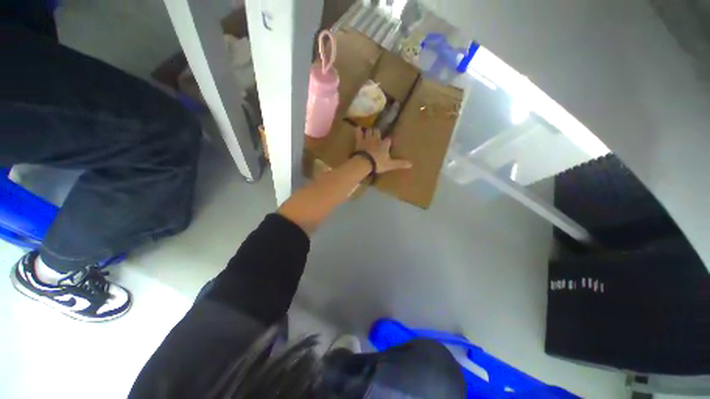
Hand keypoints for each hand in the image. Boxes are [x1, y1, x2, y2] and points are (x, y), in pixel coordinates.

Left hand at [355, 127, 411, 173]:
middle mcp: (376, 140)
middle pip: (378, 132)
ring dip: (369, 131)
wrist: (365, 162)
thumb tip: (411, 164)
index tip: (388, 142)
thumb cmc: (378, 164)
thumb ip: (400, 163)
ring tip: (369, 131)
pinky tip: (358, 128)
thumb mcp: (390, 165)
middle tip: (377, 134)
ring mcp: (367, 139)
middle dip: (377, 132)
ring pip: (369, 131)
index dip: (388, 141)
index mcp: (384, 145)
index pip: (388, 140)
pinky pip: (358, 133)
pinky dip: (358, 130)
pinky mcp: (359, 141)